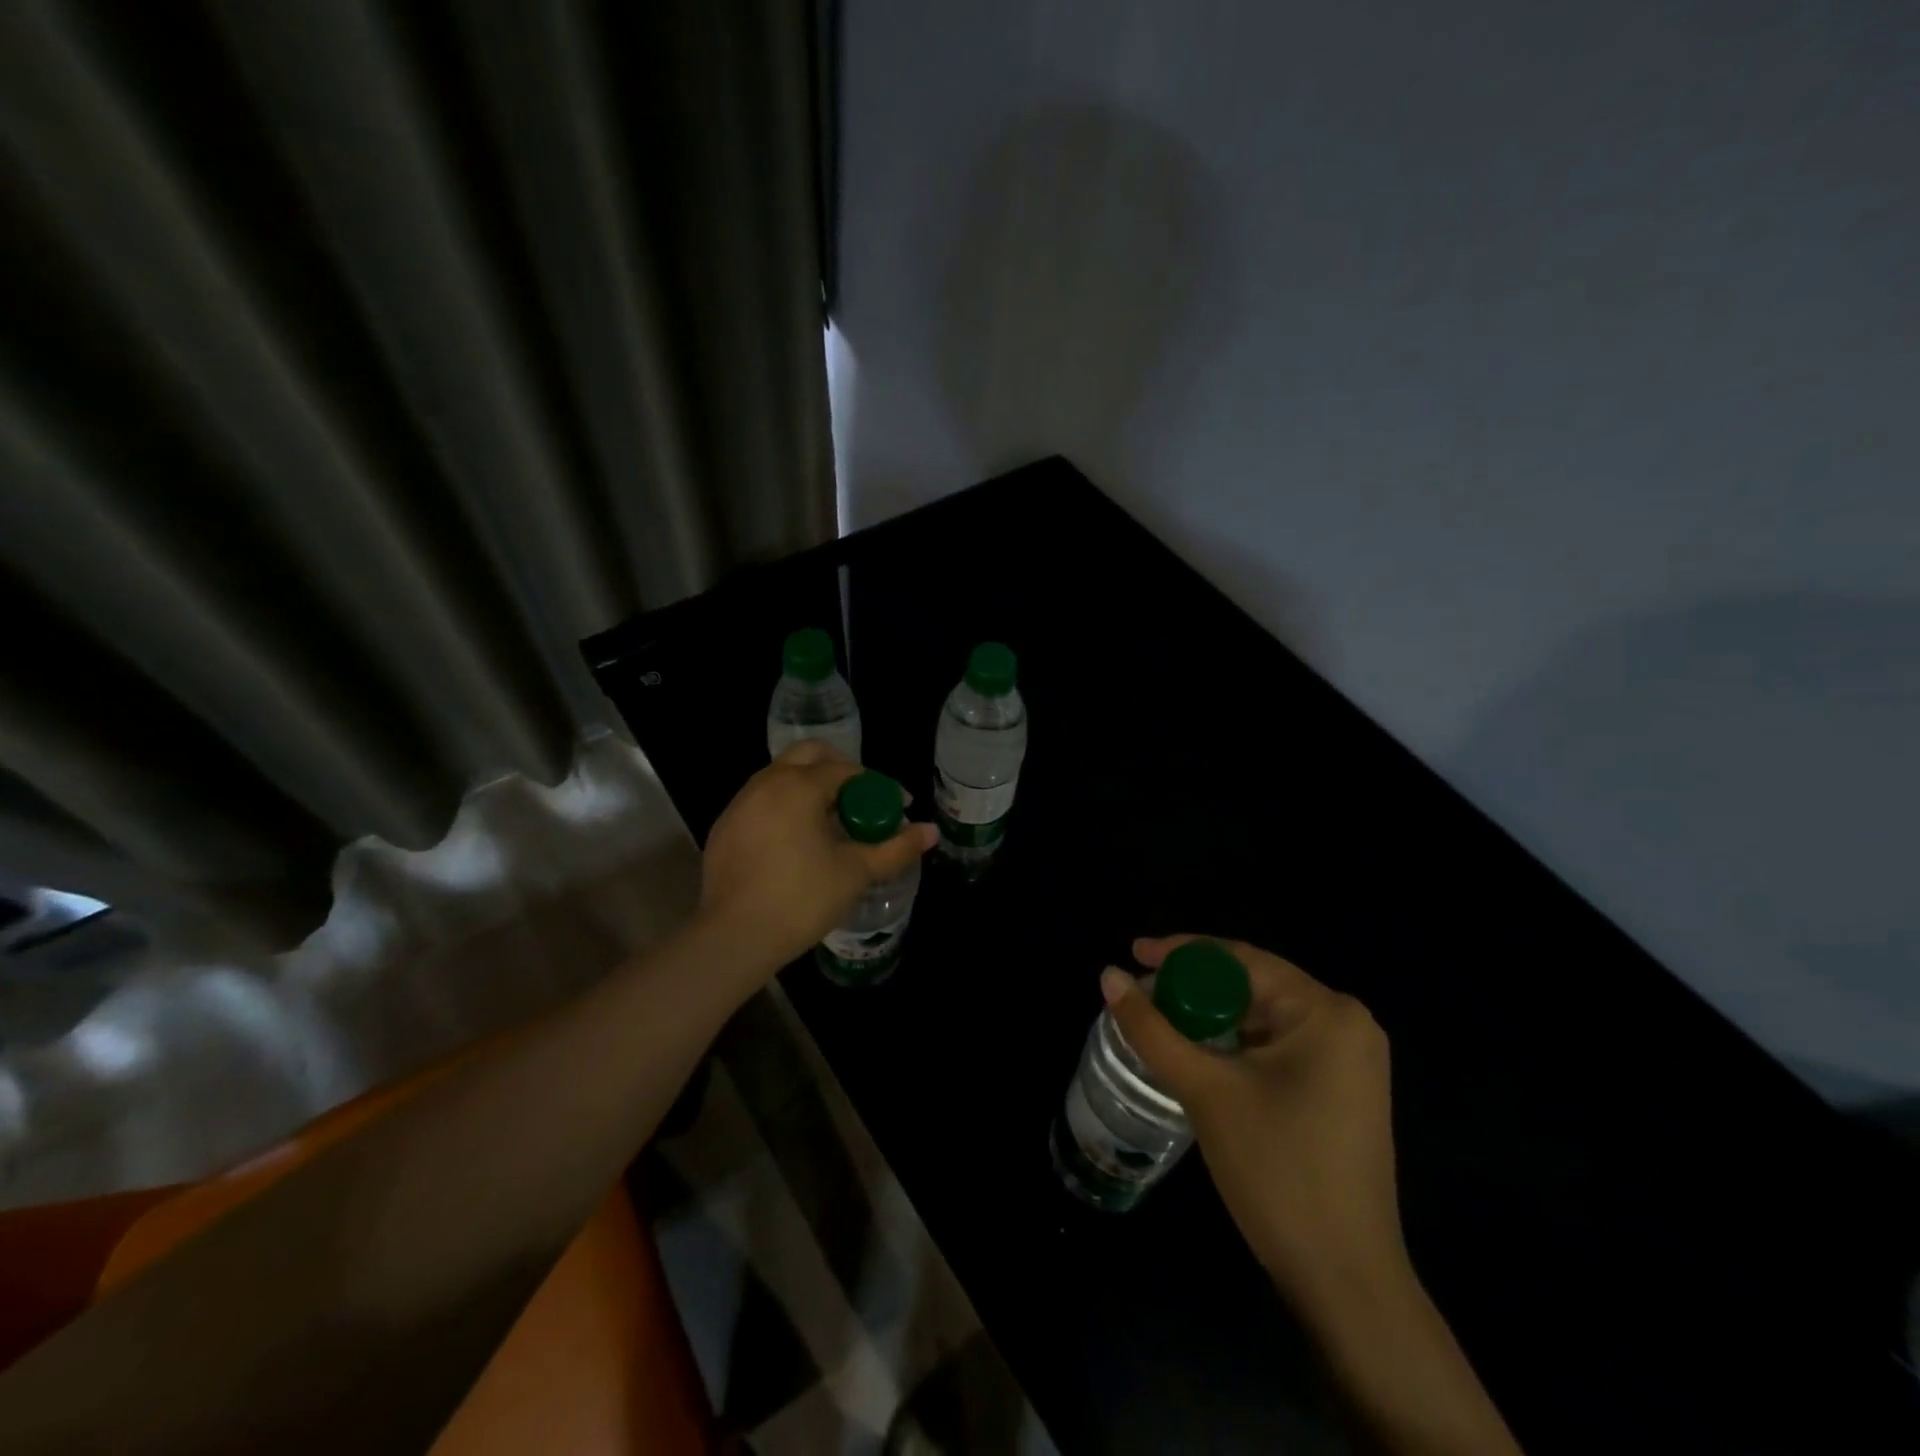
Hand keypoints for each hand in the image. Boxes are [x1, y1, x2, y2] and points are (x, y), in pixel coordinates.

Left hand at [698, 741, 936, 972]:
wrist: (734, 937)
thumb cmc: (802, 899)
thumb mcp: (856, 872)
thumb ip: (896, 848)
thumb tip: (931, 832)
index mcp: (799, 786)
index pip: (847, 770)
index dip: (878, 786)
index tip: (897, 807)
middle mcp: (766, 783)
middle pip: (810, 755)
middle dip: (841, 771)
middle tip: (862, 801)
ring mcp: (740, 804)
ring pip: (782, 776)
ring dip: (811, 788)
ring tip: (832, 822)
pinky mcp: (725, 827)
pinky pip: (762, 801)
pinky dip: (786, 807)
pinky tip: (797, 842)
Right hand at [1103, 937, 1403, 1310]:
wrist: (1346, 1281)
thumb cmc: (1278, 1171)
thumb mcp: (1206, 1090)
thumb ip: (1152, 1029)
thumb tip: (1107, 975)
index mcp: (1326, 1011)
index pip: (1240, 959)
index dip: (1180, 951)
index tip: (1132, 952)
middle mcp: (1346, 1023)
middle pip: (1253, 985)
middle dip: (1193, 986)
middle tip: (1140, 993)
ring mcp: (1350, 1060)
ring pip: (1262, 1017)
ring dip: (1210, 1017)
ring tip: (1158, 1019)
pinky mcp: (1341, 1089)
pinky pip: (1277, 1046)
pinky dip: (1234, 1044)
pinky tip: (1198, 1053)